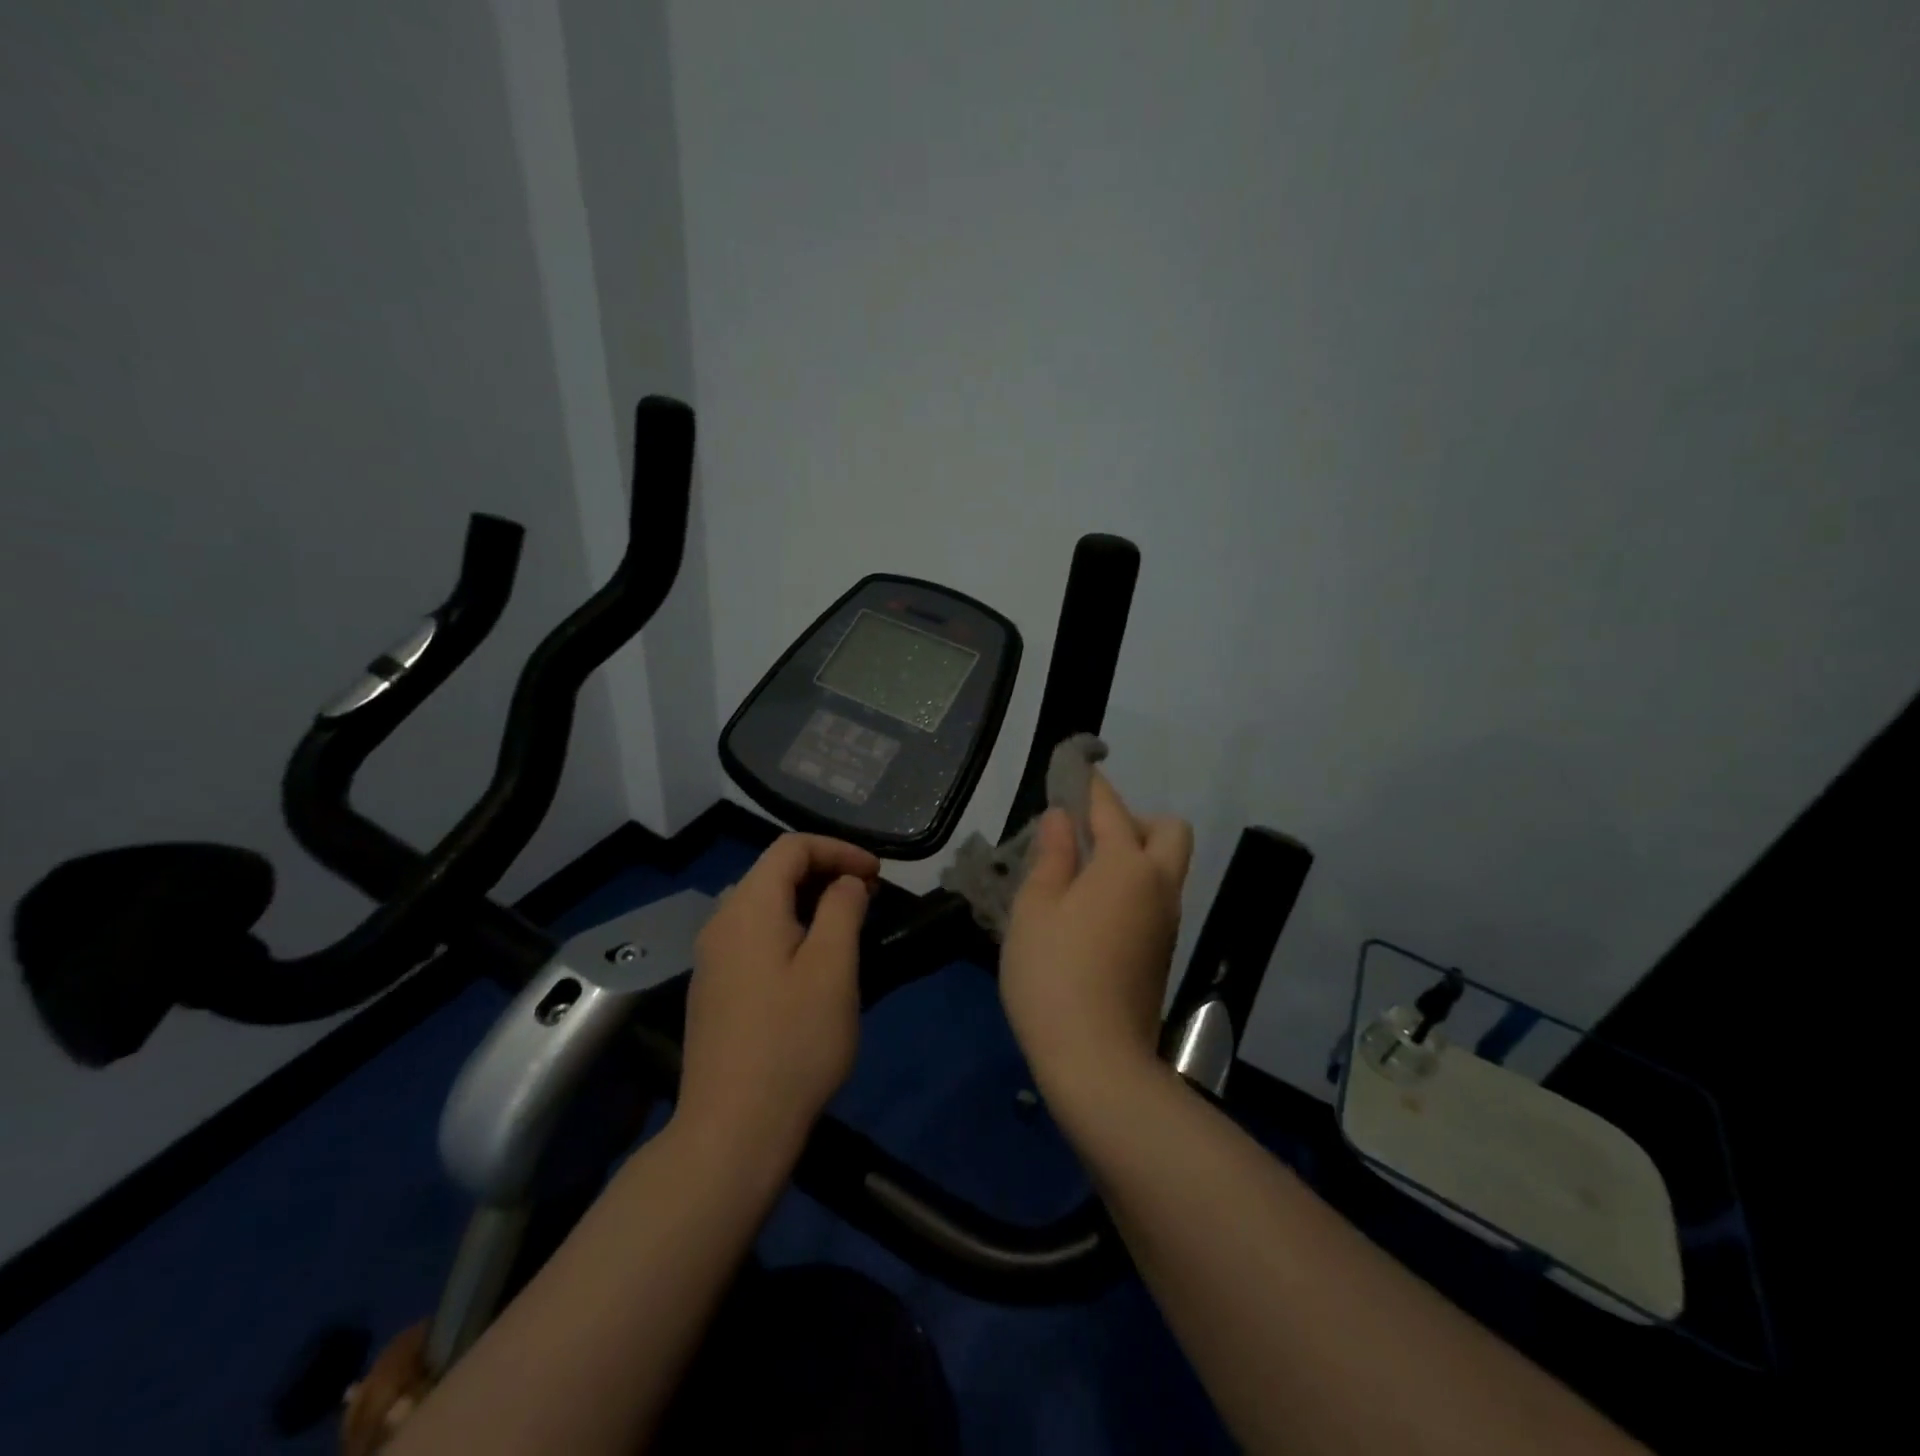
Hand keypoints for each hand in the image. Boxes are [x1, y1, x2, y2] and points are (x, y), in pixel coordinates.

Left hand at [678, 834, 879, 1158]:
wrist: (732, 1130)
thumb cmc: (793, 1042)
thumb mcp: (833, 967)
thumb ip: (842, 909)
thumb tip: (846, 882)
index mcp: (748, 907)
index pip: (791, 847)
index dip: (839, 849)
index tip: (877, 874)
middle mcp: (721, 922)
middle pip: (774, 871)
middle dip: (825, 871)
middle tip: (869, 895)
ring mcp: (712, 958)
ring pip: (763, 904)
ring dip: (808, 900)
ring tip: (848, 922)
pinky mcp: (714, 989)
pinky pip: (754, 935)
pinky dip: (789, 927)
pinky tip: (813, 959)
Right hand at [1000, 774, 1193, 1096]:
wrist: (1097, 1061)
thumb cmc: (1054, 974)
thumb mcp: (1036, 908)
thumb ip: (1052, 856)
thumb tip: (1063, 818)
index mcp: (1126, 866)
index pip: (1110, 809)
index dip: (1091, 785)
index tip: (1075, 769)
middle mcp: (1159, 886)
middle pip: (1168, 831)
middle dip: (1133, 819)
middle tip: (1087, 836)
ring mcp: (1167, 922)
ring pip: (1165, 866)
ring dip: (1134, 854)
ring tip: (1080, 873)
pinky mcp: (1162, 952)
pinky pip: (1156, 897)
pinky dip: (1133, 886)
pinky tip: (1091, 909)